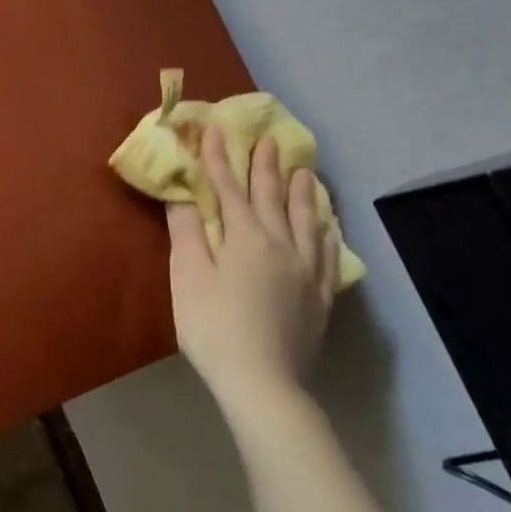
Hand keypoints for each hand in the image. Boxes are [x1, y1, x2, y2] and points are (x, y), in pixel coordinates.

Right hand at [168, 129, 339, 410]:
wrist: (262, 381)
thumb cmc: (213, 326)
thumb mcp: (188, 276)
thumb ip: (186, 230)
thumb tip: (183, 191)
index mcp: (245, 236)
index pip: (229, 187)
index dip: (219, 158)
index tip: (215, 130)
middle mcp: (281, 243)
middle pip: (272, 196)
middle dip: (265, 165)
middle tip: (268, 139)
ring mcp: (306, 269)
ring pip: (307, 218)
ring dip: (302, 190)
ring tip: (304, 170)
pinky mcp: (320, 293)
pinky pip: (327, 249)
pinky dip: (325, 228)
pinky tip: (326, 223)